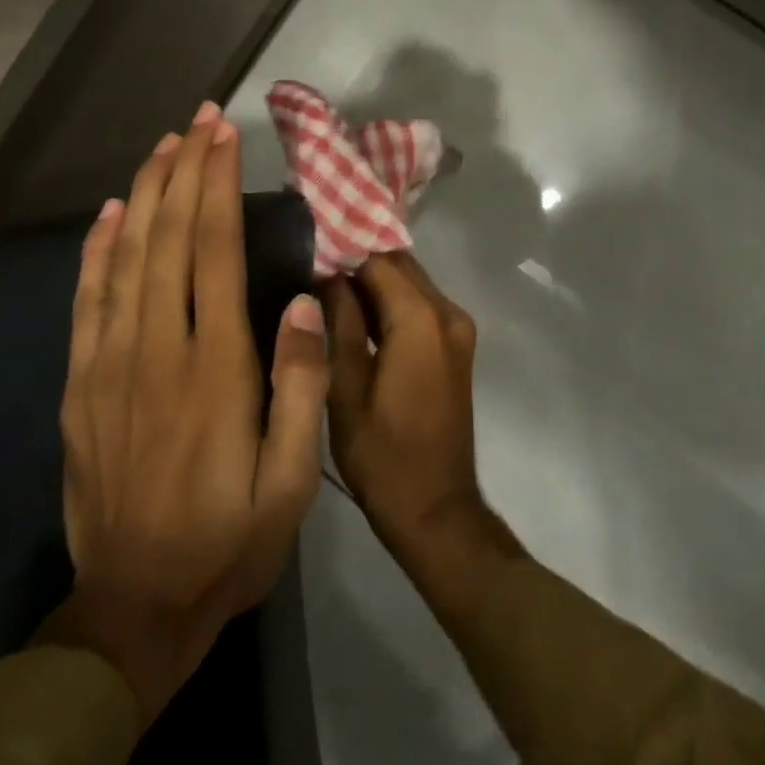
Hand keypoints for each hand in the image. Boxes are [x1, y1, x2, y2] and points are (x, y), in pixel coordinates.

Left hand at [38, 103, 330, 726]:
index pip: (214, 252)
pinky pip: (86, 302)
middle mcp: (157, 350)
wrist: (132, 611)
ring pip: (124, 258)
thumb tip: (306, 301)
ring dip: (143, 195)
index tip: (224, 137)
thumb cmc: (227, 542)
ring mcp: (110, 366)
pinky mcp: (81, 386)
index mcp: (214, 368)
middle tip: (198, 119)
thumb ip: (301, 386)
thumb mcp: (291, 482)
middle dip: (184, 171)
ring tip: (161, 147)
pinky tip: (107, 214)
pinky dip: (95, 251)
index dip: (218, 186)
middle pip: (169, 238)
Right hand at [323, 254, 513, 573]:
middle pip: (399, 267)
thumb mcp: (346, 389)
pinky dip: (393, 304)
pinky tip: (358, 316)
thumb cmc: (383, 455)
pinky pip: (422, 306)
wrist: (436, 509)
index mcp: (421, 319)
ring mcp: (457, 328)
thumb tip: (327, 278)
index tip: (306, 255)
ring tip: (326, 290)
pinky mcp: (457, 346)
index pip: (378, 261)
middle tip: (312, 271)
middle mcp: (448, 312)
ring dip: (375, 284)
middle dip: (359, 265)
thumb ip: (339, 325)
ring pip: (412, 284)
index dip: (342, 255)